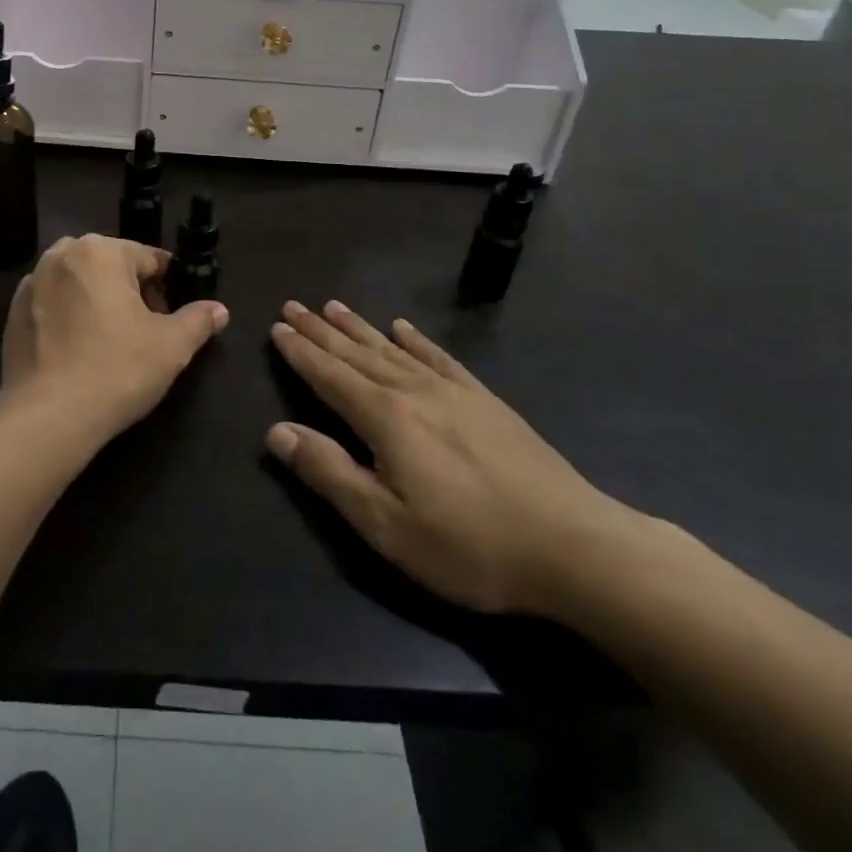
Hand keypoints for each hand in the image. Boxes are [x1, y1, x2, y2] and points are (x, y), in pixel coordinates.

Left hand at [0, 236, 227, 449]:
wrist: (47, 417)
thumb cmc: (116, 370)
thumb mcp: (171, 346)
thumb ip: (198, 320)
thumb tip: (219, 310)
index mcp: (101, 250)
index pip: (150, 259)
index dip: (169, 288)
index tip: (174, 318)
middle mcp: (62, 254)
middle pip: (112, 267)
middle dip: (133, 293)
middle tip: (147, 334)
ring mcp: (32, 282)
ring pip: (81, 283)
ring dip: (100, 303)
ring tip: (112, 344)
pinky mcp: (12, 312)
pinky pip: (54, 304)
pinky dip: (69, 318)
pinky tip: (79, 351)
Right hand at [266, 300, 634, 617]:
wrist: (574, 546)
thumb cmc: (470, 545)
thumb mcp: (387, 525)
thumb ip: (329, 473)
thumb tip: (277, 431)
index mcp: (385, 418)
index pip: (329, 376)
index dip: (300, 352)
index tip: (277, 327)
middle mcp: (413, 391)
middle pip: (356, 354)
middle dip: (320, 331)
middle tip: (293, 306)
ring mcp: (453, 391)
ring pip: (392, 348)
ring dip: (358, 327)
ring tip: (332, 306)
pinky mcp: (485, 400)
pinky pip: (439, 357)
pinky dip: (416, 339)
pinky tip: (403, 327)